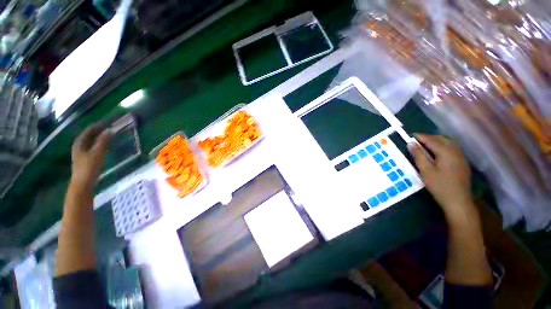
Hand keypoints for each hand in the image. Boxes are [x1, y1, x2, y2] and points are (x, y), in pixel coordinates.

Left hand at [71, 123, 111, 188]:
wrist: (83, 184)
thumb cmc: (89, 167)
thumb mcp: (97, 153)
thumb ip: (103, 141)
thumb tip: (110, 130)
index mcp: (79, 143)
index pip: (89, 130)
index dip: (98, 125)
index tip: (108, 122)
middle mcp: (79, 146)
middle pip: (89, 135)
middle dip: (99, 131)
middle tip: (110, 128)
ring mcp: (81, 153)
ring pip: (91, 141)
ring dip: (100, 137)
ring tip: (109, 135)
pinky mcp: (85, 159)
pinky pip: (93, 147)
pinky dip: (99, 144)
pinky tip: (105, 146)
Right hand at [409, 134, 475, 221]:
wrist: (458, 201)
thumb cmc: (439, 185)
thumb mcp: (425, 170)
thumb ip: (418, 155)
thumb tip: (411, 144)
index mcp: (446, 152)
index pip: (431, 140)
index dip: (421, 137)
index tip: (411, 136)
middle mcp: (455, 151)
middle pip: (442, 139)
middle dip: (429, 138)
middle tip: (417, 141)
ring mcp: (461, 156)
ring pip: (448, 143)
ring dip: (436, 141)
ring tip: (425, 145)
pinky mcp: (462, 162)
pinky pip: (452, 148)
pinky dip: (443, 146)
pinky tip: (437, 152)